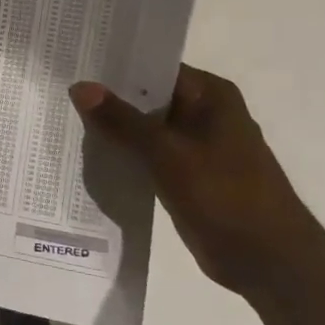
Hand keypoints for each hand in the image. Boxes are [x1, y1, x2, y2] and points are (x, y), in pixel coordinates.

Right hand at [70, 66, 324, 297]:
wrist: (267, 261)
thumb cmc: (225, 196)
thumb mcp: (166, 153)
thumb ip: (121, 120)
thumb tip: (80, 86)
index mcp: (210, 95)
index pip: (153, 67)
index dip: (113, 65)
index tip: (73, 63)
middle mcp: (204, 113)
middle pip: (145, 96)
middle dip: (106, 98)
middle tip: (57, 90)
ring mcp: (195, 145)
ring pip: (143, 127)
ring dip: (112, 128)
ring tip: (62, 118)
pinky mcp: (186, 174)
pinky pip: (146, 154)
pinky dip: (122, 153)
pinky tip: (87, 154)